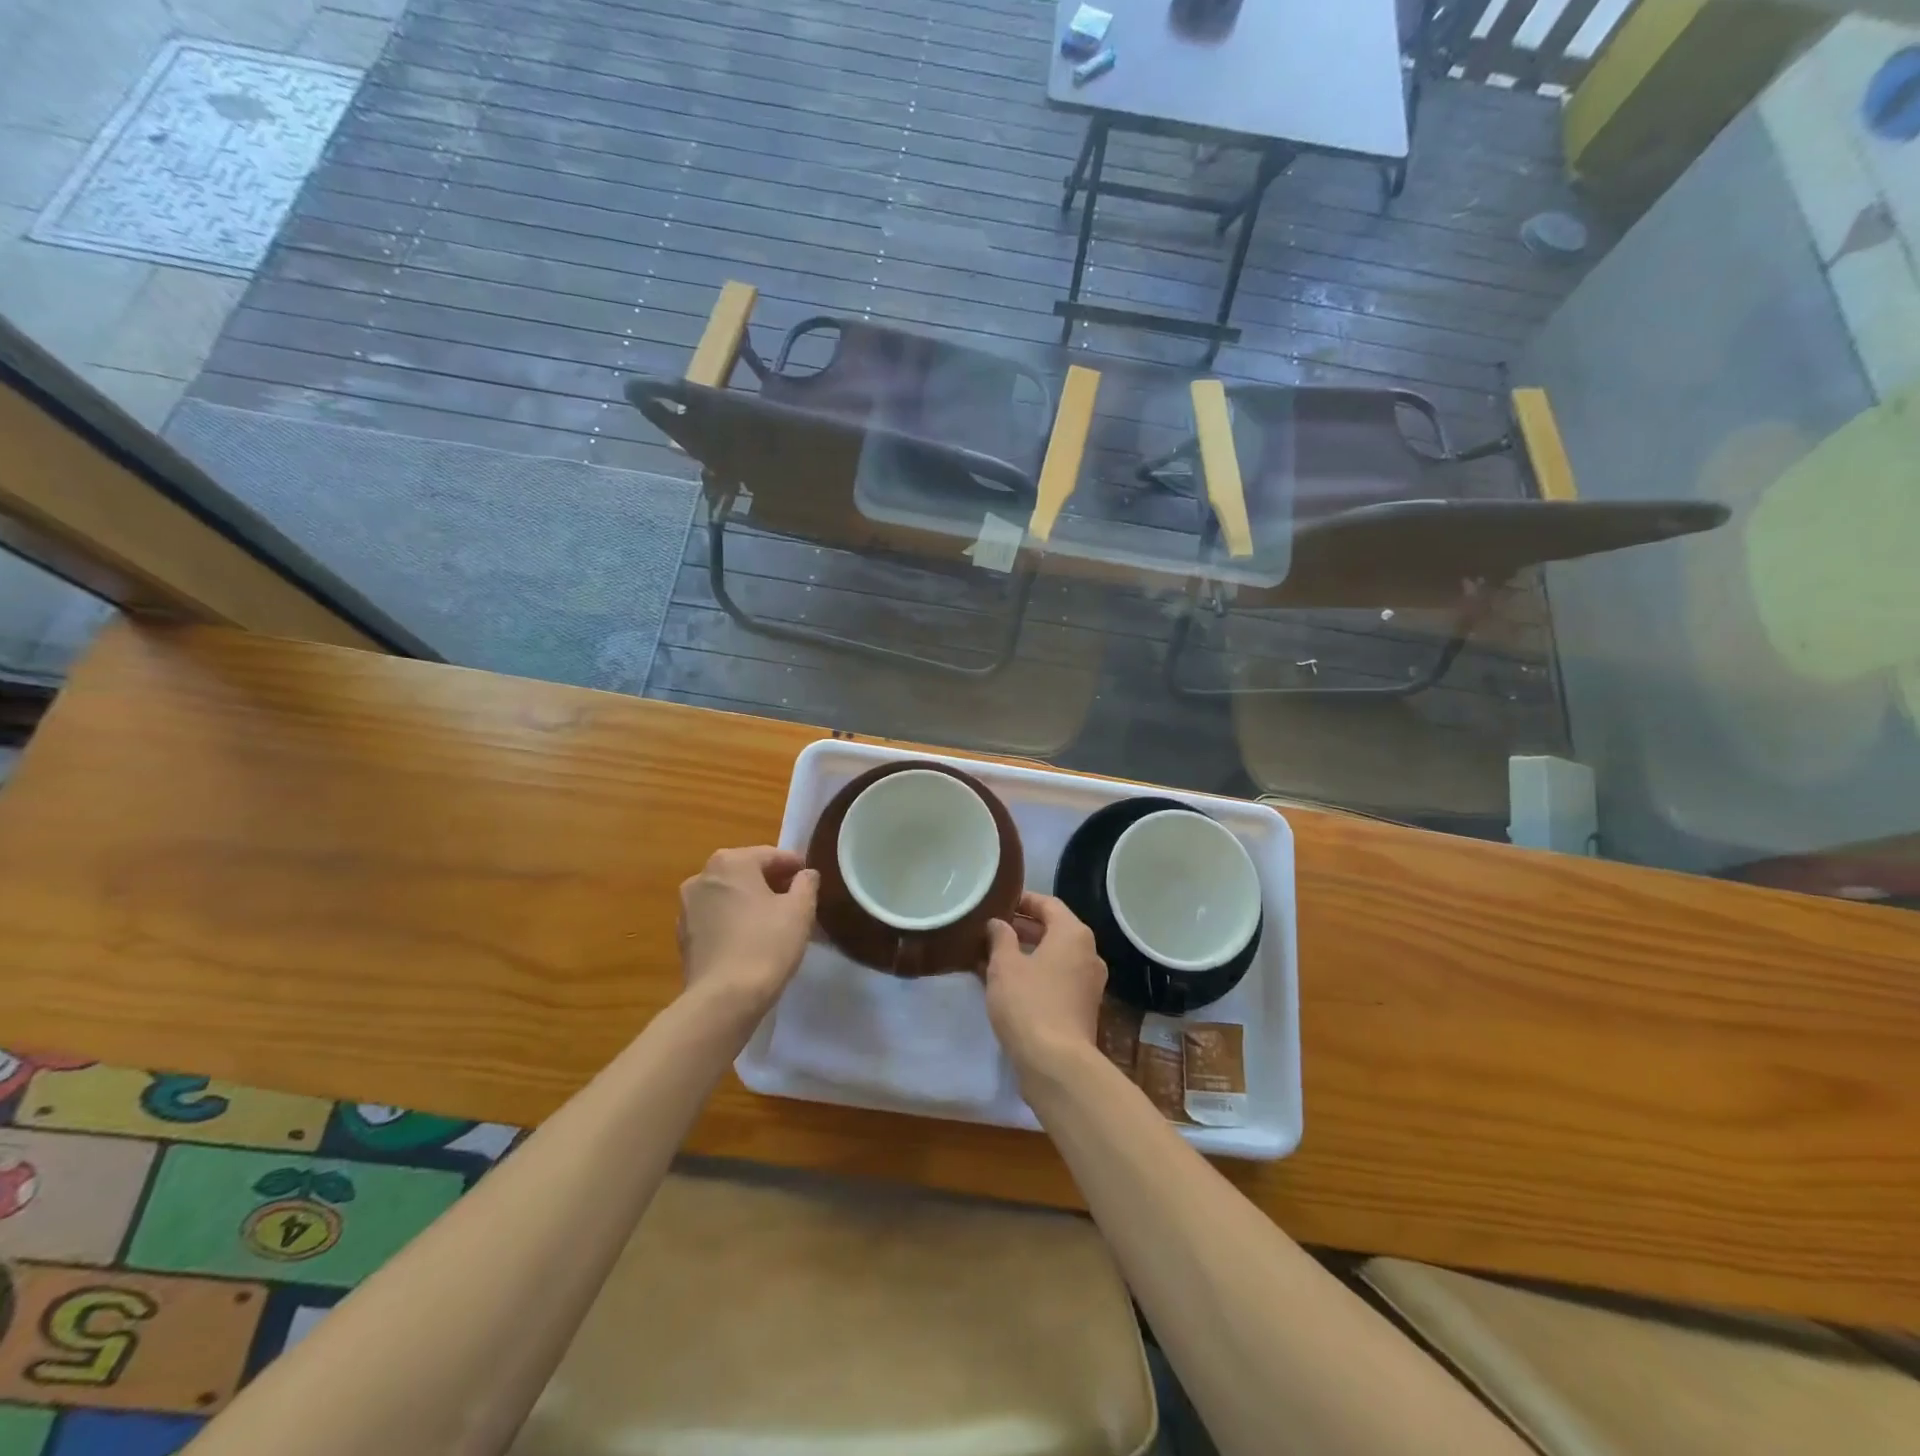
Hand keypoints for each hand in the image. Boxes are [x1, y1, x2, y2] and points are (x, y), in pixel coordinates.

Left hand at [677, 846, 818, 1020]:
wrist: (723, 999)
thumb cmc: (766, 944)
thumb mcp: (800, 910)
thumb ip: (806, 884)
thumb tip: (806, 874)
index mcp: (730, 862)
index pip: (771, 856)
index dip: (795, 867)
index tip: (810, 881)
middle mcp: (702, 876)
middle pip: (746, 872)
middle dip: (771, 883)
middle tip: (796, 901)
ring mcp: (687, 907)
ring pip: (729, 895)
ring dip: (750, 901)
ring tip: (774, 922)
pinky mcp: (682, 935)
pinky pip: (715, 918)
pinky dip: (733, 921)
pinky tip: (750, 940)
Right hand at [983, 892, 1107, 1079]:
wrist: (1056, 1064)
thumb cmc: (1029, 1004)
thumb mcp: (1005, 966)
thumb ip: (1000, 938)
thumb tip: (998, 923)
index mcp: (1073, 934)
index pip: (1048, 904)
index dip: (1023, 900)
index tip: (998, 903)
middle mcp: (1088, 953)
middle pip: (1054, 929)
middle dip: (1023, 927)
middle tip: (991, 928)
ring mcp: (1089, 983)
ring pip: (1055, 956)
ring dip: (1027, 952)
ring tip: (993, 955)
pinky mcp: (1083, 1008)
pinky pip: (1057, 978)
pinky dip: (1036, 974)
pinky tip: (1007, 983)